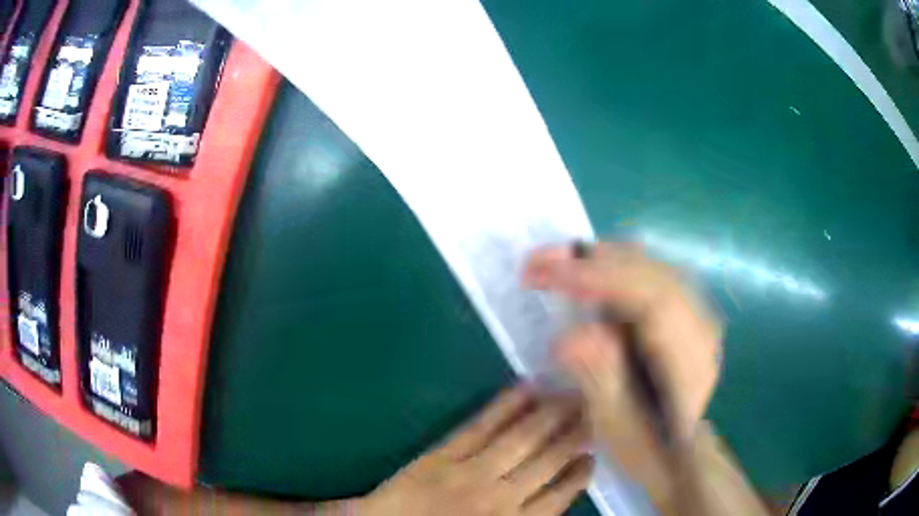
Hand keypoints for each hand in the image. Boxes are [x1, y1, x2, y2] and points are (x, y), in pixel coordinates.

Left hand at [363, 385, 593, 515]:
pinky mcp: (442, 454)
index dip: (580, 473)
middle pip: (549, 460)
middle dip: (576, 433)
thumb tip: (553, 496)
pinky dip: (505, 407)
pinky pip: (480, 427)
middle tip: (594, 408)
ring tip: (572, 394)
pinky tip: (526, 388)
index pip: (560, 496)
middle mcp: (500, 497)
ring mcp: (471, 472)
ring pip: (522, 439)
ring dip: (551, 414)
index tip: (594, 453)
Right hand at [523, 242, 722, 509]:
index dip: (599, 278)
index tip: (548, 273)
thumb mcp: (618, 427)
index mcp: (690, 359)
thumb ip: (600, 379)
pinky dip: (616, 268)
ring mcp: (697, 313)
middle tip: (538, 261)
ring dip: (602, 259)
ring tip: (557, 263)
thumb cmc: (649, 445)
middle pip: (650, 271)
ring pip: (650, 266)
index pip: (650, 298)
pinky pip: (650, 275)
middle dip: (591, 260)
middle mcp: (700, 325)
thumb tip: (568, 337)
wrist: (686, 449)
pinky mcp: (687, 312)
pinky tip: (590, 275)